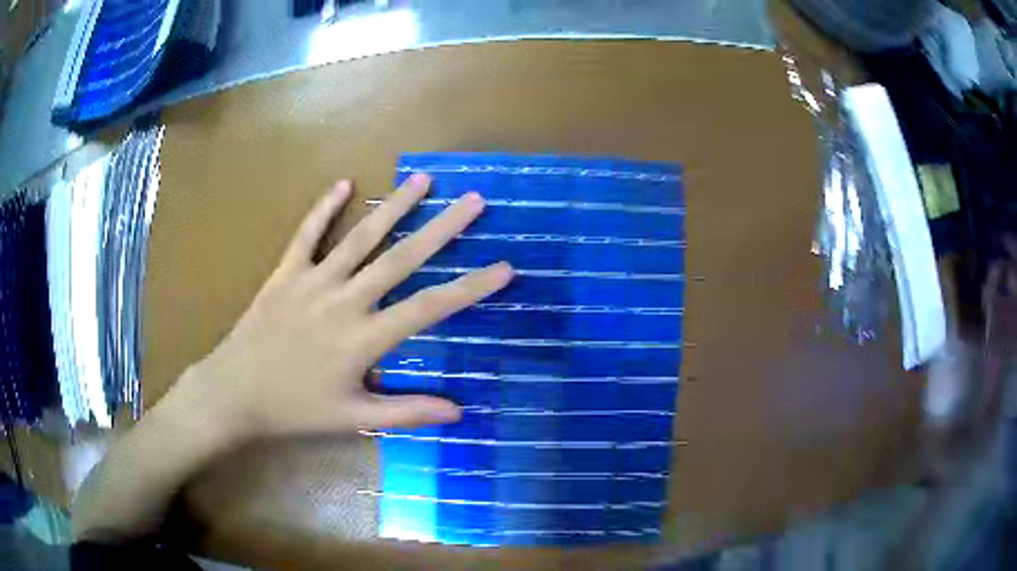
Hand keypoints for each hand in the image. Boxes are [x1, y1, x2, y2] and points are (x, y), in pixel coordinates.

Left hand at [174, 174, 512, 444]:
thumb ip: (407, 412)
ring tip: (423, 179)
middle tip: (474, 200)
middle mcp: (344, 300)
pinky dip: (324, 208)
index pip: (429, 308)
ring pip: (360, 237)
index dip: (471, 287)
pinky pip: (307, 234)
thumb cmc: (295, 409)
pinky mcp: (285, 272)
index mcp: (364, 338)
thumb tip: (459, 411)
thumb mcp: (353, 417)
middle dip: (442, 228)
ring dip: (393, 206)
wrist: (235, 392)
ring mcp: (313, 281)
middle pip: (401, 258)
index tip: (505, 266)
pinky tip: (343, 183)